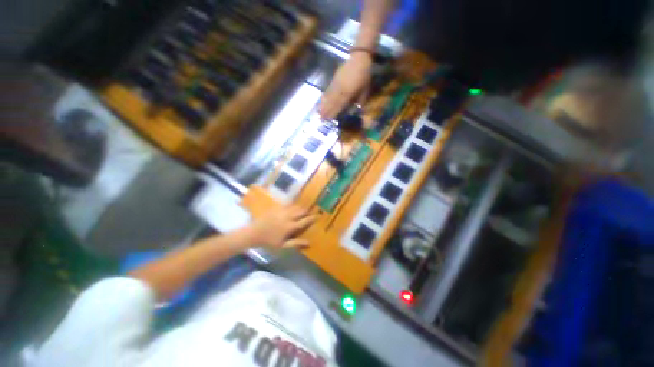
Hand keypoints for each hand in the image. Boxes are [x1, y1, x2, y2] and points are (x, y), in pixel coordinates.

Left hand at [242, 205, 315, 248]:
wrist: (253, 233)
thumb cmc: (269, 241)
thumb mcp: (283, 246)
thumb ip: (296, 243)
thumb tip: (309, 243)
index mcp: (290, 226)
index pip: (304, 221)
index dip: (312, 218)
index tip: (318, 216)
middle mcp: (288, 217)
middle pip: (301, 212)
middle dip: (307, 211)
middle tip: (312, 211)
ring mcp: (282, 211)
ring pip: (295, 207)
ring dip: (301, 208)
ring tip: (304, 208)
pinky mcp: (276, 208)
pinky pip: (287, 204)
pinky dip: (292, 204)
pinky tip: (294, 205)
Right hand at [319, 52, 372, 119]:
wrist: (359, 58)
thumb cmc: (364, 75)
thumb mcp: (365, 90)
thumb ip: (360, 101)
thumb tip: (356, 110)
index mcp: (348, 93)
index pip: (339, 105)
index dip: (333, 113)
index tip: (328, 120)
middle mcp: (340, 90)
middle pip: (332, 102)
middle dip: (326, 111)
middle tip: (321, 119)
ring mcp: (336, 84)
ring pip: (328, 97)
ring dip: (323, 105)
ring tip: (319, 112)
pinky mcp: (334, 79)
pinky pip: (328, 90)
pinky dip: (324, 96)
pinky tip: (321, 100)